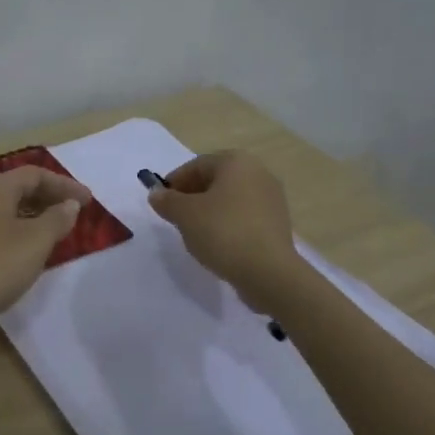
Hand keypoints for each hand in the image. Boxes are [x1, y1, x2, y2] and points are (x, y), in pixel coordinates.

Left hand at [0, 167, 90, 340]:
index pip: (35, 175)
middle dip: (47, 199)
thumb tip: (68, 205)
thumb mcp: (35, 242)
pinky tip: (24, 254)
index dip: (65, 186)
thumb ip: (56, 219)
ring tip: (54, 234)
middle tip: (73, 215)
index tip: (88, 202)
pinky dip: (14, 234)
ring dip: (31, 218)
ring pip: (3, 211)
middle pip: (16, 189)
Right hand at [146, 151, 298, 310]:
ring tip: (194, 233)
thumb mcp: (185, 215)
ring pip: (230, 199)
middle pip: (216, 180)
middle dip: (192, 196)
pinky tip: (218, 243)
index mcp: (236, 162)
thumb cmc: (222, 232)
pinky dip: (227, 224)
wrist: (268, 271)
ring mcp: (272, 198)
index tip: (161, 202)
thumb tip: (156, 194)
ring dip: (209, 211)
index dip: (174, 182)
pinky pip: (244, 216)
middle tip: (175, 217)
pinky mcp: (278, 223)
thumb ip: (167, 201)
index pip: (197, 165)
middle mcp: (259, 172)